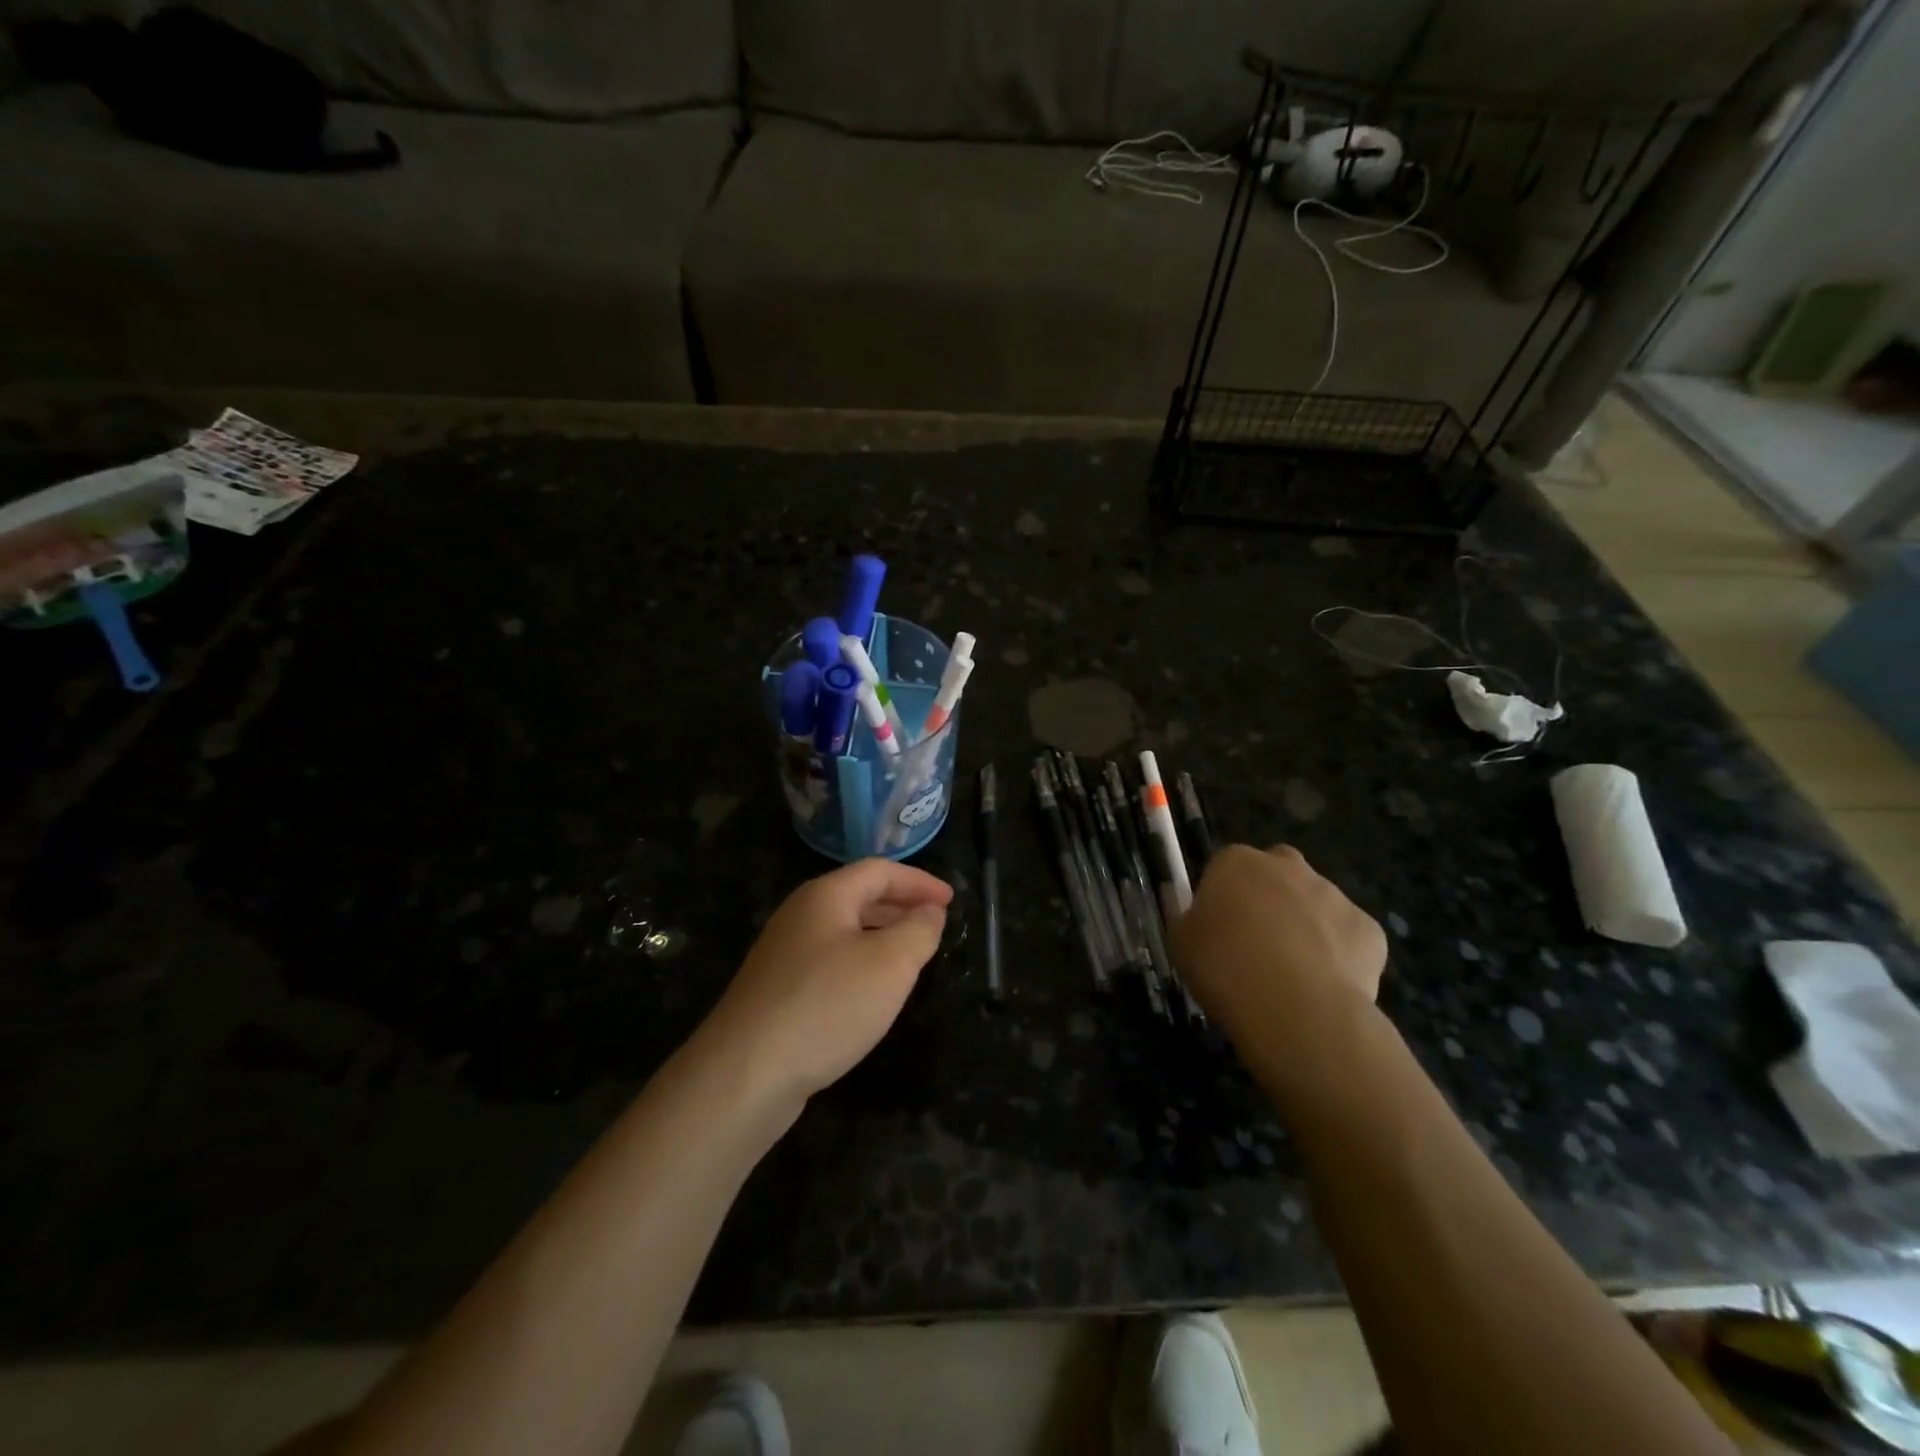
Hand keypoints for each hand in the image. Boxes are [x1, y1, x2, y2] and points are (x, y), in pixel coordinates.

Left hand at [703, 858, 952, 1108]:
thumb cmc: (827, 1005)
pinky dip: (860, 963)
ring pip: (843, 931)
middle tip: (935, 923)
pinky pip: (829, 961)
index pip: (879, 871)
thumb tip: (930, 912)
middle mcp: (800, 916)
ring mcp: (783, 954)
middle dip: (900, 905)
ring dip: (881, 935)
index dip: (919, 882)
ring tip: (912, 955)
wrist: (745, 1073)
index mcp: (825, 896)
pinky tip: (871, 993)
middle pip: (858, 896)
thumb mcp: (890, 964)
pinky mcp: (777, 991)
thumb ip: (918, 931)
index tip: (951, 901)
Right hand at [1172, 845, 1386, 1095]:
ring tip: (1293, 974)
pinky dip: (1340, 955)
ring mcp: (1334, 895)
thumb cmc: (1224, 968)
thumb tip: (1197, 914)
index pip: (1226, 866)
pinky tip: (1326, 986)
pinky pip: (1350, 937)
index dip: (1223, 896)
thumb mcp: (1181, 943)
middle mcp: (1288, 866)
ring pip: (1316, 903)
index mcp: (1237, 862)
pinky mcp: (1369, 929)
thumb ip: (1189, 919)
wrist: (1296, 1009)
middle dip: (1271, 897)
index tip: (1219, 928)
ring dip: (1306, 925)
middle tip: (1258, 941)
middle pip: (1277, 872)